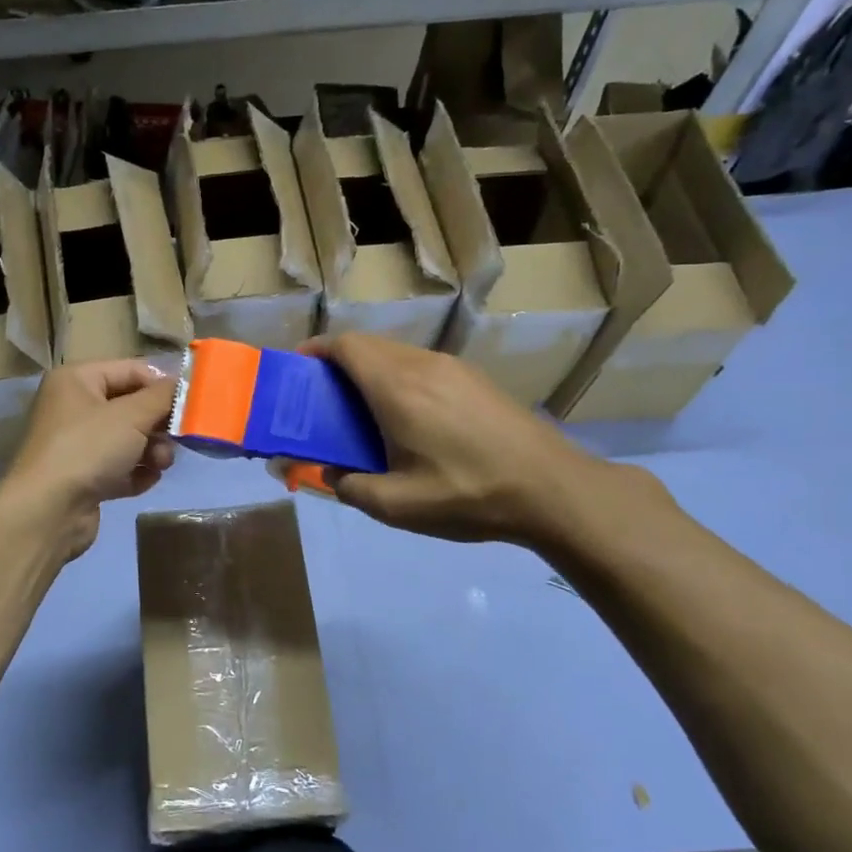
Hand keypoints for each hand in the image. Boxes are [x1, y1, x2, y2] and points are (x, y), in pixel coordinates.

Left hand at [0, 359, 176, 560]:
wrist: (48, 511)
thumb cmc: (88, 448)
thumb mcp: (132, 415)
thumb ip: (163, 396)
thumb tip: (184, 384)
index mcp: (77, 380)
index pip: (132, 370)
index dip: (162, 385)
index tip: (190, 405)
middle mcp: (74, 407)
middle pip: (132, 407)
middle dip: (159, 424)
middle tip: (178, 439)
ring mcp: (77, 445)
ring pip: (129, 439)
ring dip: (152, 451)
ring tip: (160, 464)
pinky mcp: (84, 478)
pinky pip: (121, 468)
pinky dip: (136, 473)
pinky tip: (144, 481)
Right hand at [305, 333, 607, 545]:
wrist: (553, 490)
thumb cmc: (468, 495)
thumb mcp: (397, 506)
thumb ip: (349, 487)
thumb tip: (327, 474)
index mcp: (397, 388)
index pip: (346, 346)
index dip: (316, 350)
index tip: (298, 370)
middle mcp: (422, 365)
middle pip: (368, 345)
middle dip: (338, 363)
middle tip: (324, 400)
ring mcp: (453, 368)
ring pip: (397, 353)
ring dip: (370, 371)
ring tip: (362, 411)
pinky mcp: (475, 379)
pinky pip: (422, 365)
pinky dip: (398, 378)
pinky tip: (408, 417)